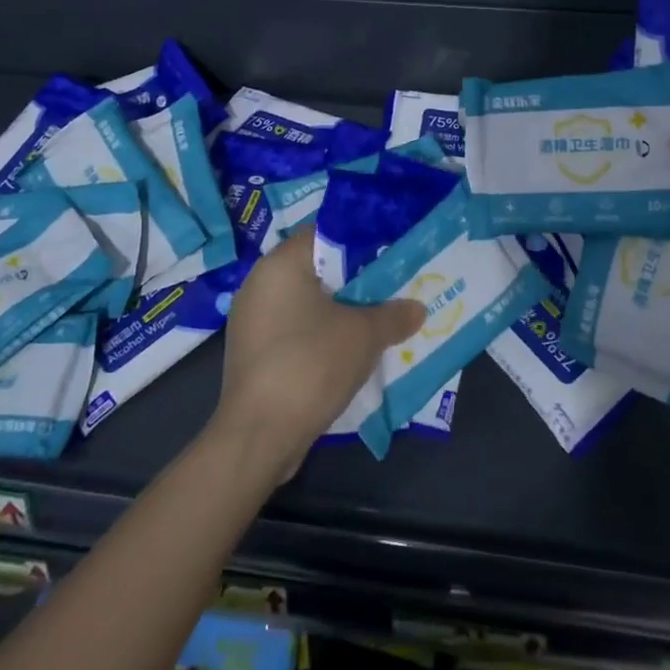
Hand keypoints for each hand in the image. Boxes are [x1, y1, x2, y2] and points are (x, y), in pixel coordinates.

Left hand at [209, 234, 424, 481]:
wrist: (259, 435)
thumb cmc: (310, 365)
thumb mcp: (363, 336)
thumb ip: (393, 315)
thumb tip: (417, 308)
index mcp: (281, 263)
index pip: (326, 234)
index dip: (363, 242)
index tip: (392, 255)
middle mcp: (259, 283)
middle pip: (318, 270)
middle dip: (356, 281)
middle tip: (393, 289)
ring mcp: (252, 320)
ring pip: (308, 303)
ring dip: (341, 312)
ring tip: (379, 321)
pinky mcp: (253, 352)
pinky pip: (295, 330)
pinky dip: (322, 335)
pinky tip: (350, 352)